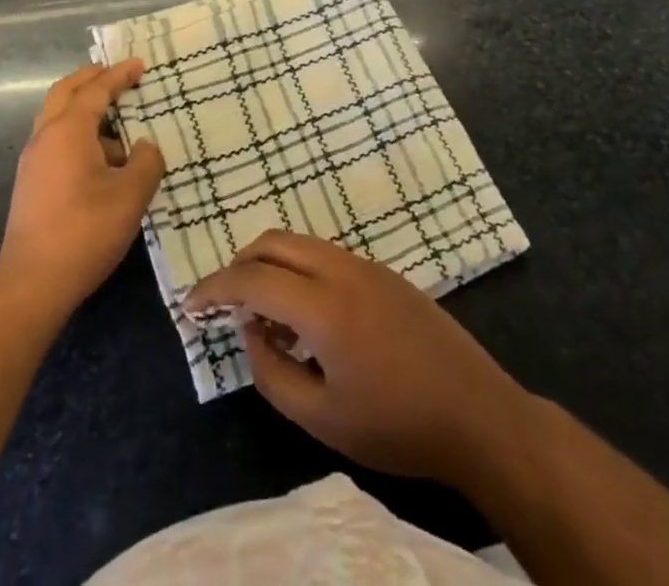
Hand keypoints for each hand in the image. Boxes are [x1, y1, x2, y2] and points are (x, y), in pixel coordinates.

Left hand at [0, 60, 163, 319]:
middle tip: (117, 75)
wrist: (30, 285)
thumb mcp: (130, 196)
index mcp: (68, 130)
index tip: (140, 65)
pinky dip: (79, 134)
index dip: (119, 75)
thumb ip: (146, 162)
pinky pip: (57, 141)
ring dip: (85, 109)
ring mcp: (33, 161)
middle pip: (65, 92)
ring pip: (58, 117)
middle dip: (91, 79)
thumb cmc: (84, 232)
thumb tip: (143, 147)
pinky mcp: (31, 184)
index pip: (95, 90)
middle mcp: (45, 136)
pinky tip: (102, 160)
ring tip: (118, 124)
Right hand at [185, 231, 526, 490]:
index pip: (252, 277)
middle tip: (224, 304)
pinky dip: (300, 271)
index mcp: (324, 305)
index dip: (214, 288)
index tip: (190, 306)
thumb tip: (250, 330)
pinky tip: (306, 320)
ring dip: (272, 266)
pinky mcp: (383, 272)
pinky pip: (326, 255)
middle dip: (240, 265)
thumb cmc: (397, 426)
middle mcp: (341, 269)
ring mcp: (366, 265)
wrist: (477, 413)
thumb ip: (272, 373)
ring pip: (301, 243)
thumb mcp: (322, 419)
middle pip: (274, 242)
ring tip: (265, 319)